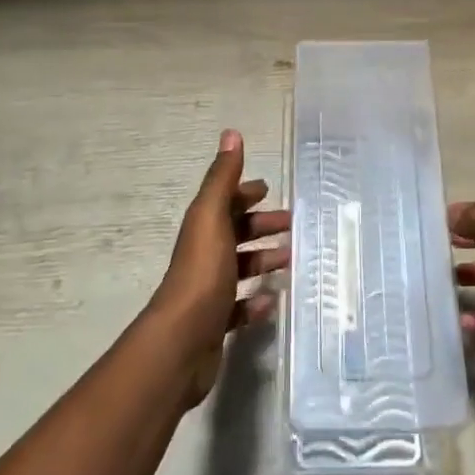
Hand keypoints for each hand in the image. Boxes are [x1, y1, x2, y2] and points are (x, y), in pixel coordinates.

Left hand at [148, 130, 289, 406]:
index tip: (269, 190)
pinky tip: (272, 302)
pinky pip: (239, 307)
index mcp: (203, 228)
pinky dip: (256, 302)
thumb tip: (231, 132)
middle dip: (261, 226)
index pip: (225, 202)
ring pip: (239, 268)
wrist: (181, 342)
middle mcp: (204, 255)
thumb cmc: (202, 273)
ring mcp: (208, 290)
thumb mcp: (213, 218)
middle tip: (293, 227)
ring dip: (263, 261)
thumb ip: (223, 178)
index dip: (245, 193)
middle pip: (235, 233)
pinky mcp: (215, 323)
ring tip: (291, 261)